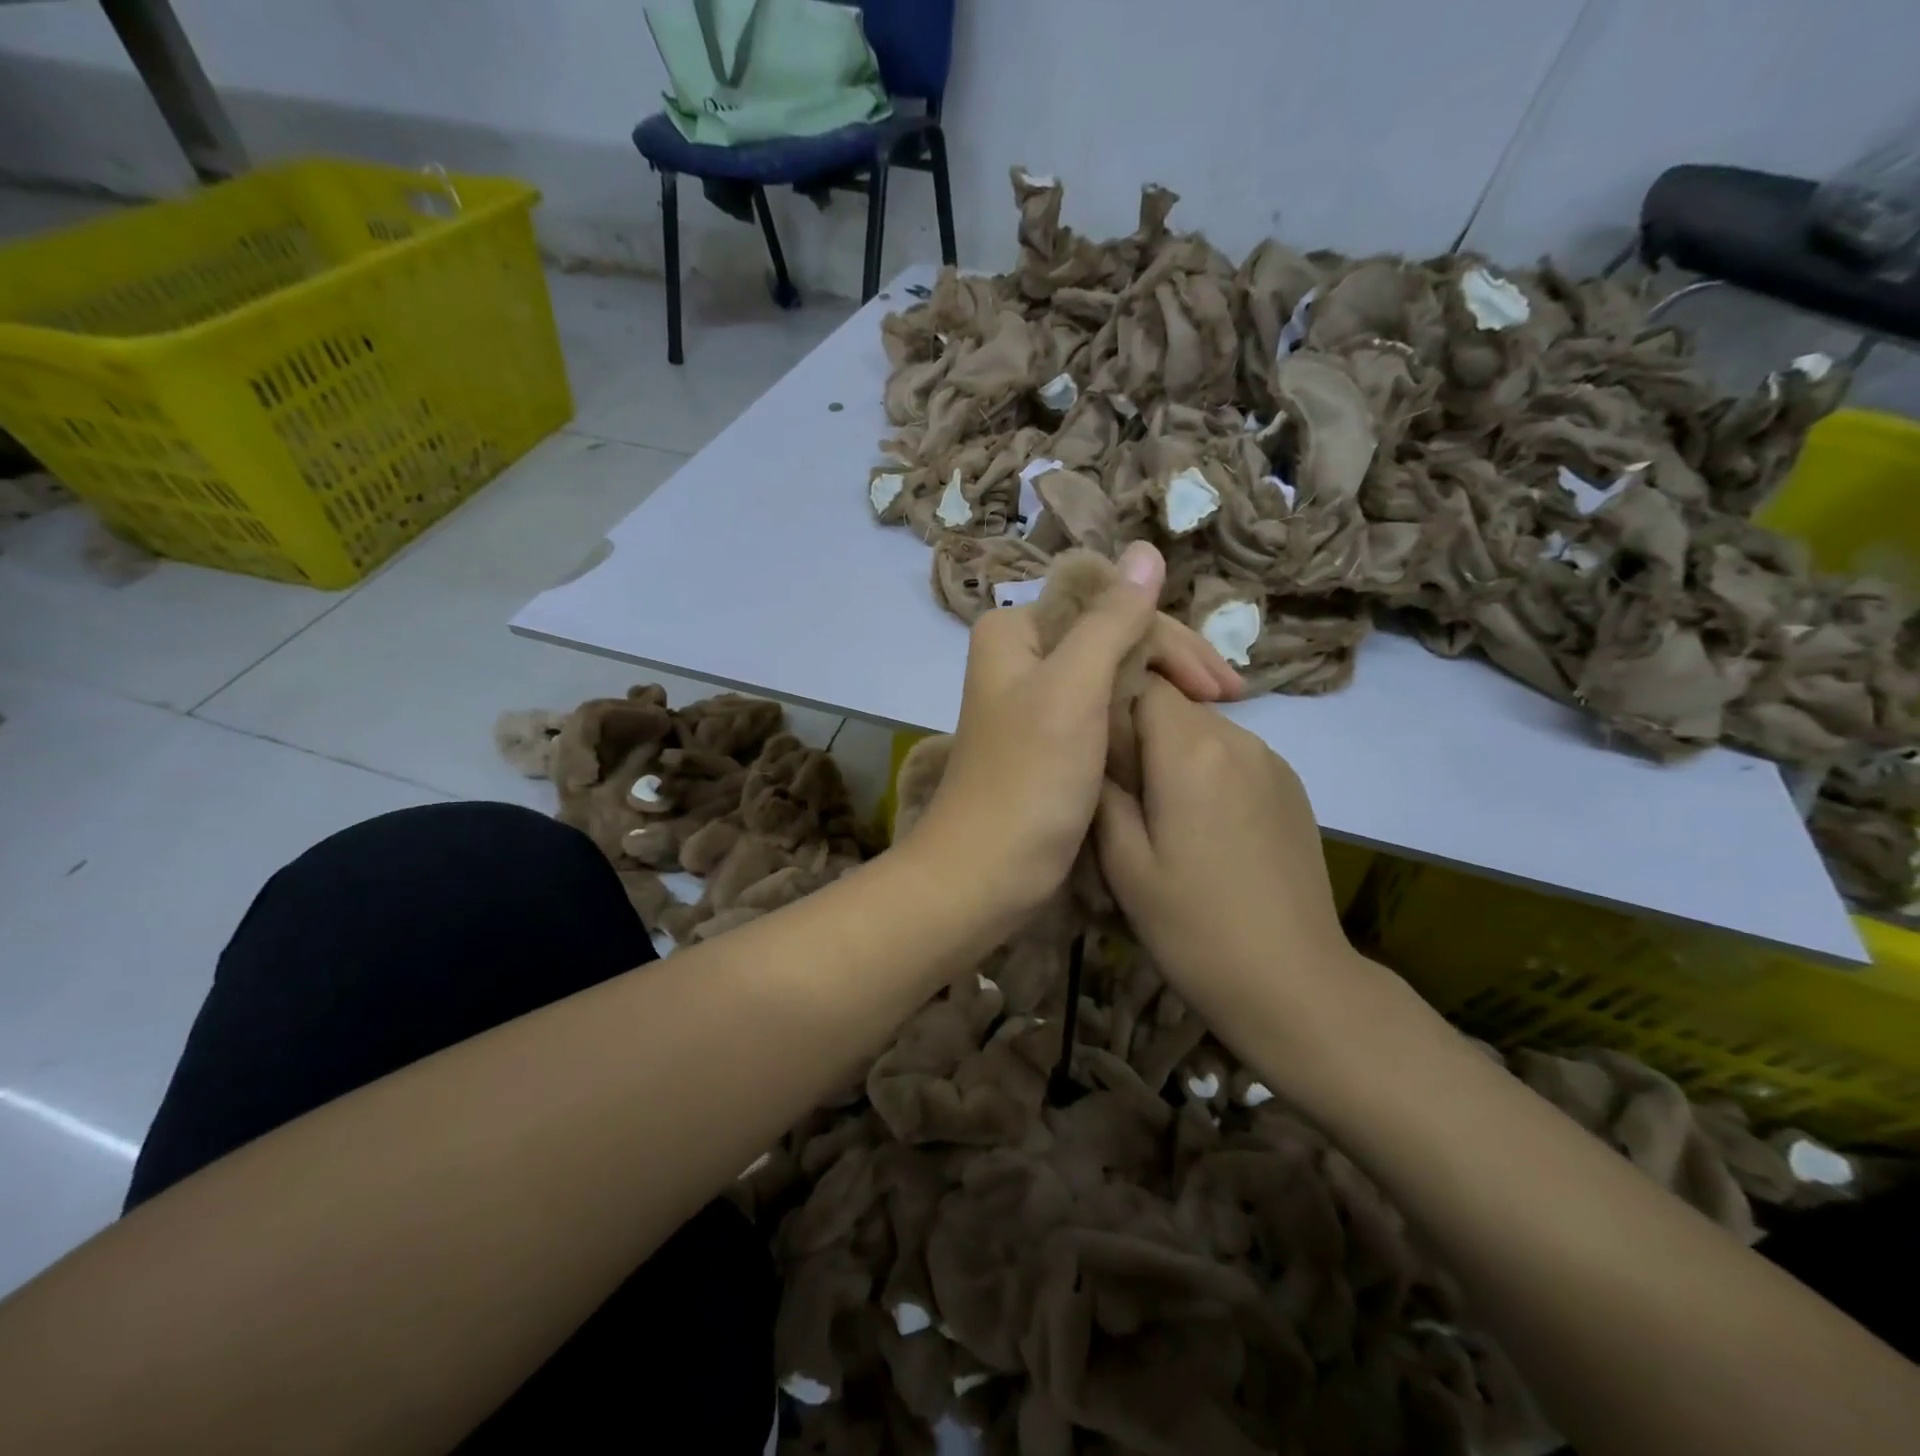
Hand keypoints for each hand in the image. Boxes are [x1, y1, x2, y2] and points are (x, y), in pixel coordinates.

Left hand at [910, 542, 1240, 925]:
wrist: (985, 874)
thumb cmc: (1028, 780)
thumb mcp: (1073, 689)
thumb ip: (1111, 620)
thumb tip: (1146, 550)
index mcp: (1015, 630)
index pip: (1108, 605)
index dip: (1169, 637)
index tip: (1219, 685)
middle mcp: (1021, 656)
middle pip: (1111, 638)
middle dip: (1172, 664)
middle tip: (1230, 699)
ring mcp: (1035, 701)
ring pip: (1111, 675)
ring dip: (1162, 690)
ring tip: (1214, 715)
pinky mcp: (1048, 742)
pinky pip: (1102, 711)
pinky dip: (1138, 719)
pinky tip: (1172, 732)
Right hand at [1094, 677, 1358, 1032]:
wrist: (1292, 982)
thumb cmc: (1193, 925)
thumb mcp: (1124, 862)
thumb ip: (1101, 790)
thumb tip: (1092, 747)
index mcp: (1192, 749)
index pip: (1143, 681)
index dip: (1109, 702)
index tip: (1089, 749)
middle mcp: (1239, 739)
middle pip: (1174, 705)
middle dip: (1138, 731)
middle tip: (1115, 789)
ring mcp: (1272, 762)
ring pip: (1204, 731)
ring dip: (1171, 754)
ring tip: (1157, 813)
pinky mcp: (1292, 788)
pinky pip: (1233, 757)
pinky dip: (1206, 772)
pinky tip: (1201, 828)